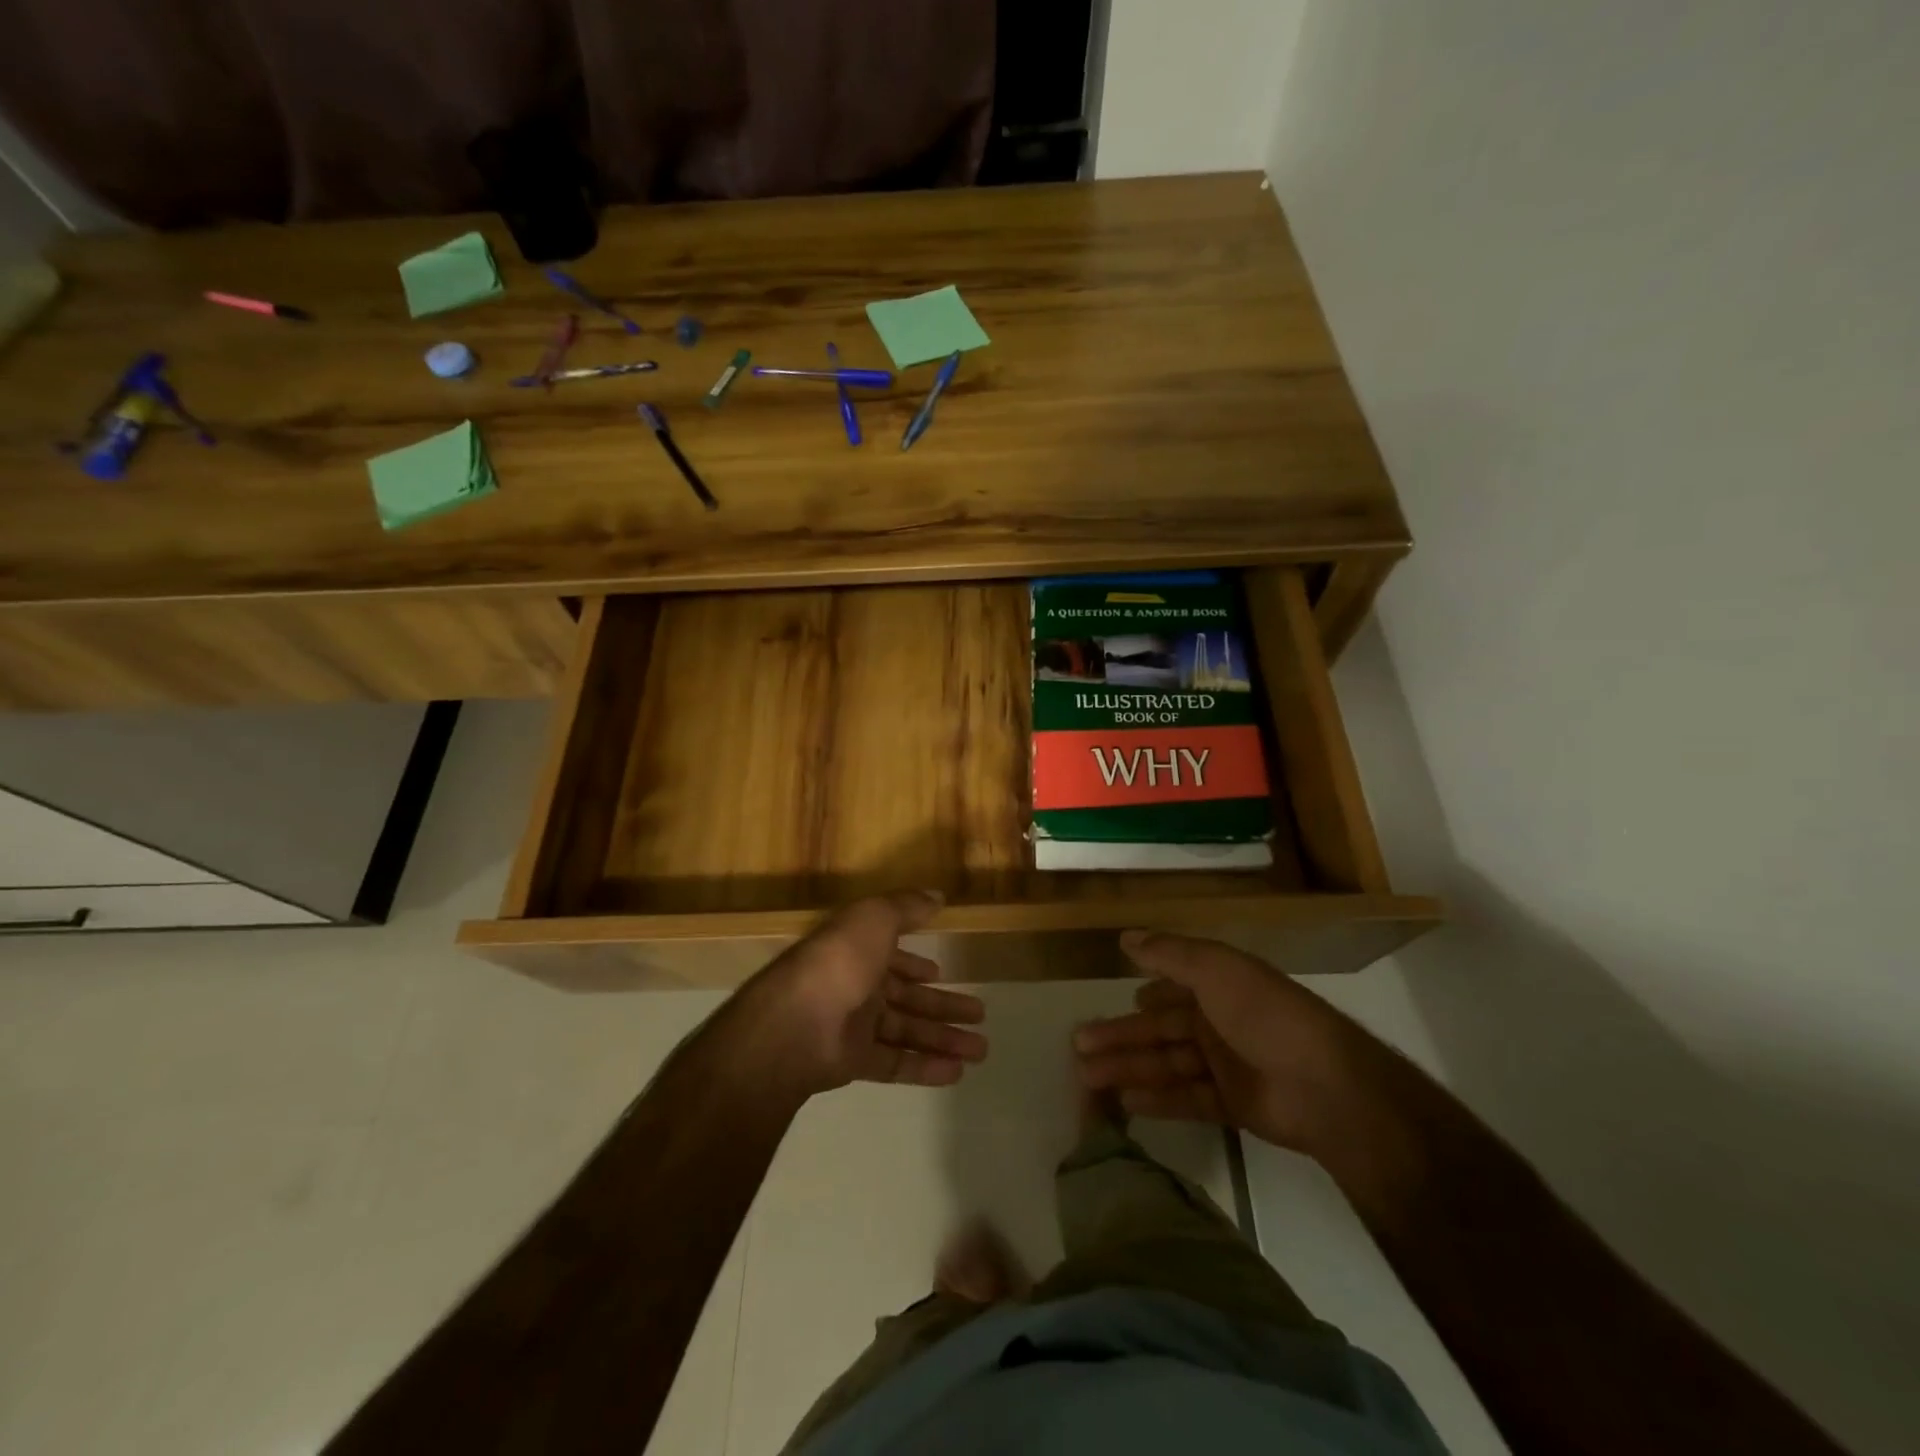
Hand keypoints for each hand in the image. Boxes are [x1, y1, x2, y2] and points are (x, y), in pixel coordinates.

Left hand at [740, 892, 987, 1096]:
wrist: (797, 1022)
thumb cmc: (839, 959)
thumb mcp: (875, 917)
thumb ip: (907, 906)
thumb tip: (937, 895)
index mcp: (859, 951)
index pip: (891, 957)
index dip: (914, 964)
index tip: (939, 973)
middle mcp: (856, 986)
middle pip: (907, 998)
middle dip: (943, 1006)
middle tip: (980, 1013)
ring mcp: (854, 1026)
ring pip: (907, 1032)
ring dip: (944, 1039)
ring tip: (982, 1049)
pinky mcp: (854, 1061)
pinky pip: (896, 1063)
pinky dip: (925, 1067)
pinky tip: (957, 1072)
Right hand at [1074, 930, 1378, 1153]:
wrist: (1325, 1085)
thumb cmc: (1265, 1014)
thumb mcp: (1215, 969)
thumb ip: (1169, 953)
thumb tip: (1125, 936)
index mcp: (1219, 986)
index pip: (1170, 988)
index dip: (1141, 997)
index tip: (1108, 1004)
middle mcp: (1220, 1022)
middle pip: (1160, 1029)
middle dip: (1121, 1036)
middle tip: (1078, 1046)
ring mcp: (1226, 1065)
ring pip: (1167, 1064)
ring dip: (1129, 1068)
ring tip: (1086, 1077)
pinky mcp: (1233, 1104)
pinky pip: (1187, 1097)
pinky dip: (1158, 1099)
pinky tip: (1125, 1101)